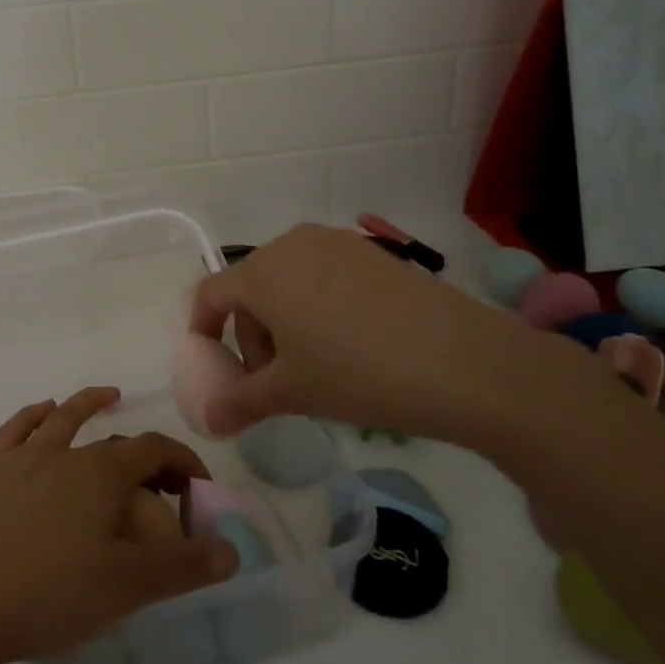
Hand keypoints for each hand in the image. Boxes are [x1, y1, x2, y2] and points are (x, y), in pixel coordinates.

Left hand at [0, 387, 238, 663]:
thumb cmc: (51, 595)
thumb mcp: (127, 587)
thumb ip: (183, 567)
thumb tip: (233, 550)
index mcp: (101, 474)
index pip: (154, 450)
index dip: (183, 462)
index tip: (198, 489)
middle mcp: (64, 453)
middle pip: (114, 442)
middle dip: (146, 455)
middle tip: (163, 483)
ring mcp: (22, 459)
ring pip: (61, 419)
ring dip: (88, 404)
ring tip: (107, 396)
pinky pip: (14, 431)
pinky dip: (32, 416)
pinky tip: (41, 414)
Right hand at [188, 223, 565, 450]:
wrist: (463, 361)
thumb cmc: (358, 373)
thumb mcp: (292, 392)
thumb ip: (240, 403)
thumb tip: (208, 421)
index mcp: (262, 272)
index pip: (210, 294)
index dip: (201, 331)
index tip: (212, 366)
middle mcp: (291, 244)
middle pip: (250, 288)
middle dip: (249, 335)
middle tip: (272, 379)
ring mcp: (335, 242)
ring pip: (288, 281)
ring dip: (284, 322)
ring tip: (314, 365)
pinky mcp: (371, 251)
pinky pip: (323, 275)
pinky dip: (317, 306)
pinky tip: (350, 343)